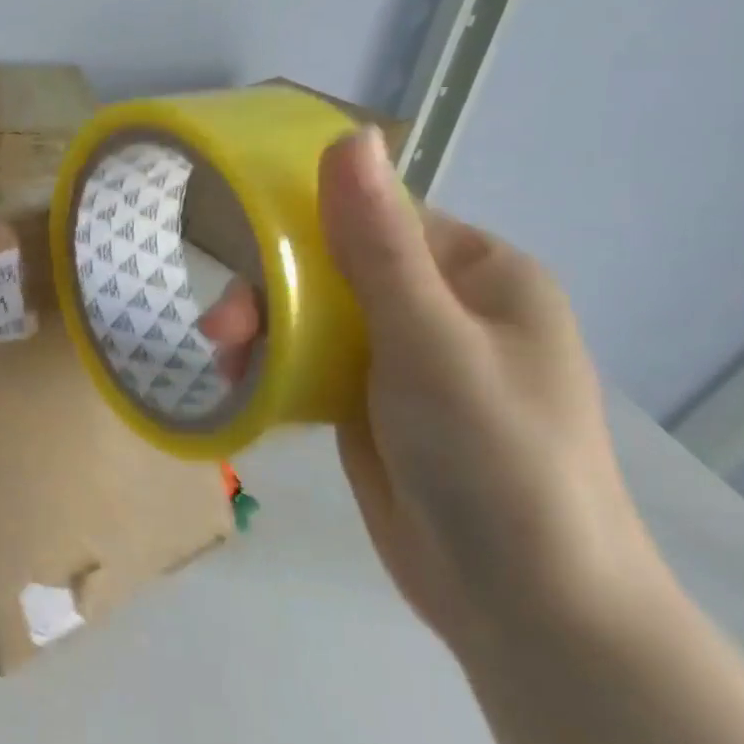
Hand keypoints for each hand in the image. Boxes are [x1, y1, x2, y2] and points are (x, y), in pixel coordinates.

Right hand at [202, 128, 661, 658]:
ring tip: (223, 364)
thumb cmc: (494, 458)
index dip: (302, 225)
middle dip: (270, 294)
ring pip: (312, 318)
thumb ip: (378, 244)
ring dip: (263, 332)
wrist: (524, 606)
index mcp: (477, 274)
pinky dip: (273, 369)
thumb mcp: (430, 343)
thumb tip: (348, 137)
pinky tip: (241, 384)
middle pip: (332, 269)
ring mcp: (406, 360)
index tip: (240, 246)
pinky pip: (311, 365)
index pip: (374, 217)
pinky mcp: (373, 406)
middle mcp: (442, 307)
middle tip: (219, 333)